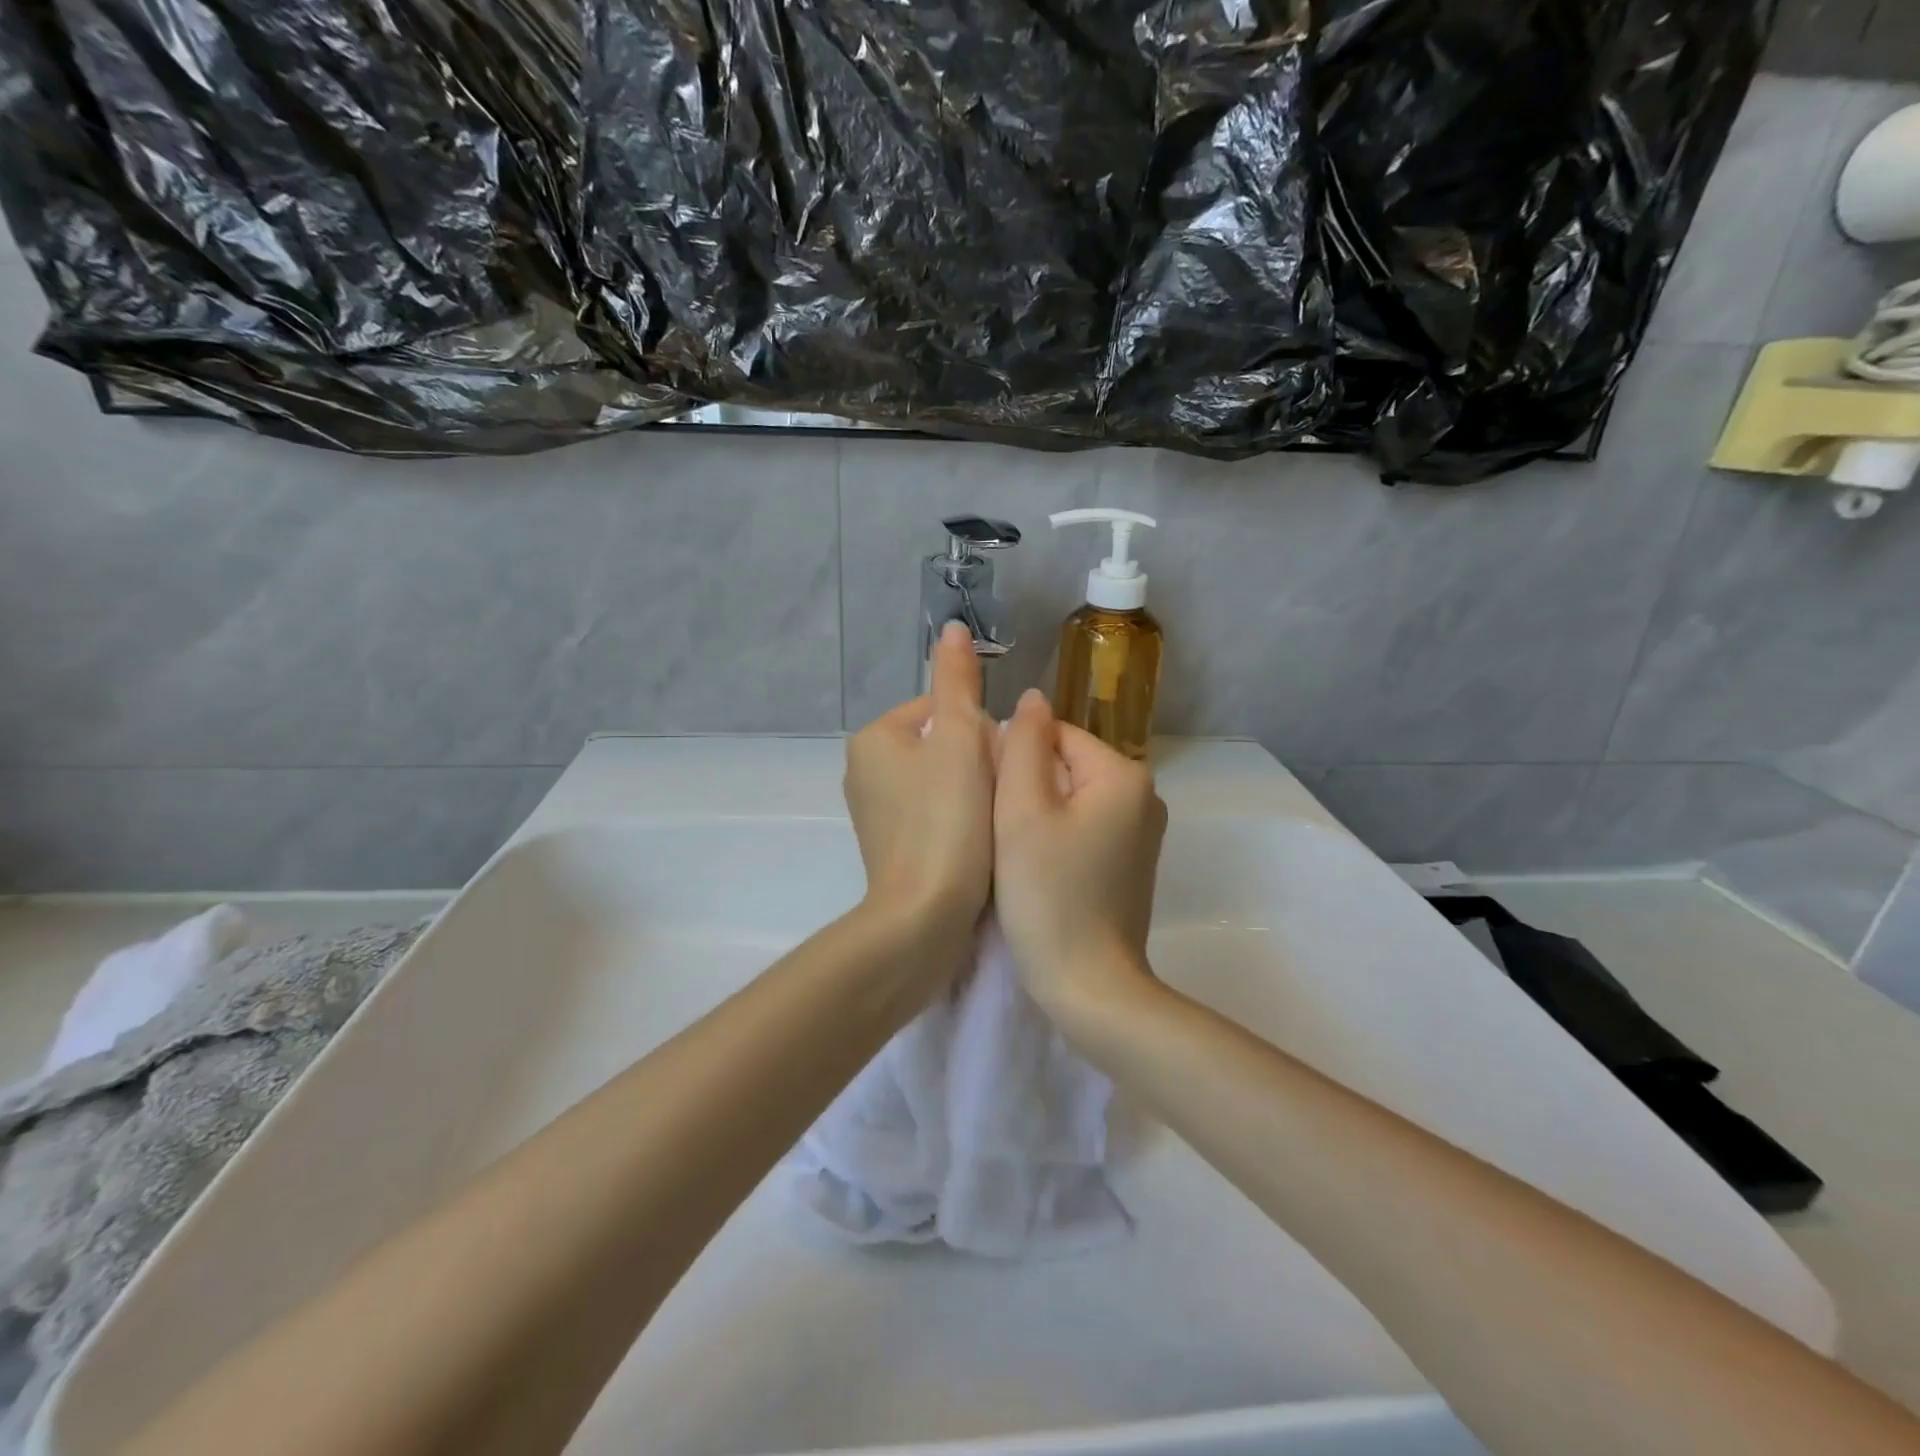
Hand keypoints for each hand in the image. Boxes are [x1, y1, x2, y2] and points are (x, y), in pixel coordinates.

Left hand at [844, 621, 997, 940]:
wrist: (925, 915)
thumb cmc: (947, 820)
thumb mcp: (959, 739)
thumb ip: (957, 682)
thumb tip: (951, 628)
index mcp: (874, 738)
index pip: (942, 710)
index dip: (981, 732)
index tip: (996, 765)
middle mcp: (863, 770)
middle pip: (942, 745)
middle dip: (977, 762)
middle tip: (999, 794)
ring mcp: (874, 812)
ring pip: (942, 780)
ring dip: (973, 792)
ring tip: (991, 820)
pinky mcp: (890, 845)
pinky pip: (934, 814)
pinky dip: (958, 820)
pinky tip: (976, 843)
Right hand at [993, 688, 1166, 1013]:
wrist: (1090, 987)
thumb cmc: (1049, 894)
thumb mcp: (1022, 811)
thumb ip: (1023, 744)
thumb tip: (1033, 698)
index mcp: (1124, 774)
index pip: (1055, 735)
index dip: (1014, 761)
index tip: (992, 802)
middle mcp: (1145, 796)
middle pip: (1066, 765)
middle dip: (1027, 789)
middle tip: (1000, 832)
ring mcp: (1142, 833)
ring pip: (1072, 799)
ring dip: (1038, 815)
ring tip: (1015, 853)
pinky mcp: (1131, 864)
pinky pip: (1085, 828)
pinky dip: (1057, 839)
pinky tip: (1039, 871)